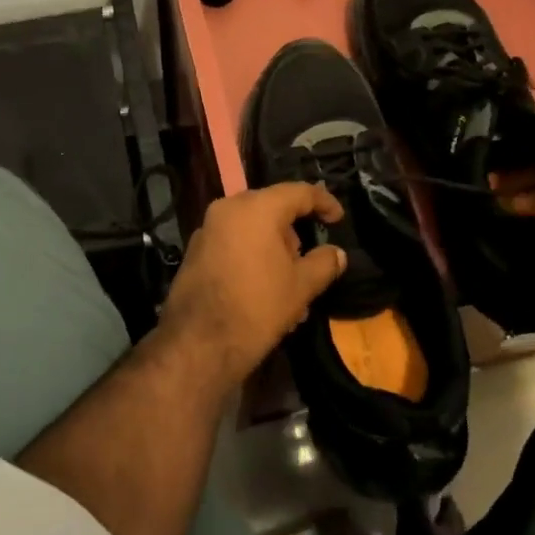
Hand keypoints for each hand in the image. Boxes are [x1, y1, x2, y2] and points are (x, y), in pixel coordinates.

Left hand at [157, 183, 346, 386]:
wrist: (198, 342)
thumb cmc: (257, 306)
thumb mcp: (301, 286)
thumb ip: (324, 263)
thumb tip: (337, 253)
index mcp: (257, 207)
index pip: (298, 192)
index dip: (324, 202)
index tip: (338, 218)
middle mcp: (228, 208)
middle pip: (272, 209)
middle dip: (294, 233)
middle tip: (310, 261)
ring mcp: (208, 228)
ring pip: (252, 228)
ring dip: (274, 250)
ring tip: (290, 286)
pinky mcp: (195, 250)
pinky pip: (233, 243)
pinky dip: (252, 256)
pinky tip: (264, 290)